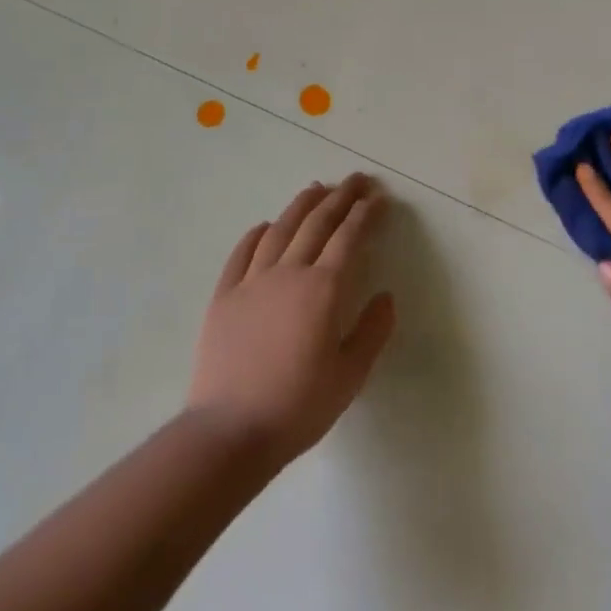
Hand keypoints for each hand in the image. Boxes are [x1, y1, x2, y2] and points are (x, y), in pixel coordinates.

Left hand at [186, 172, 396, 465]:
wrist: (230, 431)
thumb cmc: (298, 406)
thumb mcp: (350, 376)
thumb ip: (373, 331)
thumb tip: (386, 296)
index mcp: (323, 290)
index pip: (348, 238)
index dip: (365, 214)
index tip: (378, 198)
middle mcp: (288, 274)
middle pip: (317, 224)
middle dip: (340, 197)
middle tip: (357, 179)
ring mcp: (251, 282)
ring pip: (280, 230)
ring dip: (301, 205)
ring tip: (316, 188)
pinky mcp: (224, 296)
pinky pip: (242, 254)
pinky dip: (257, 234)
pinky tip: (265, 225)